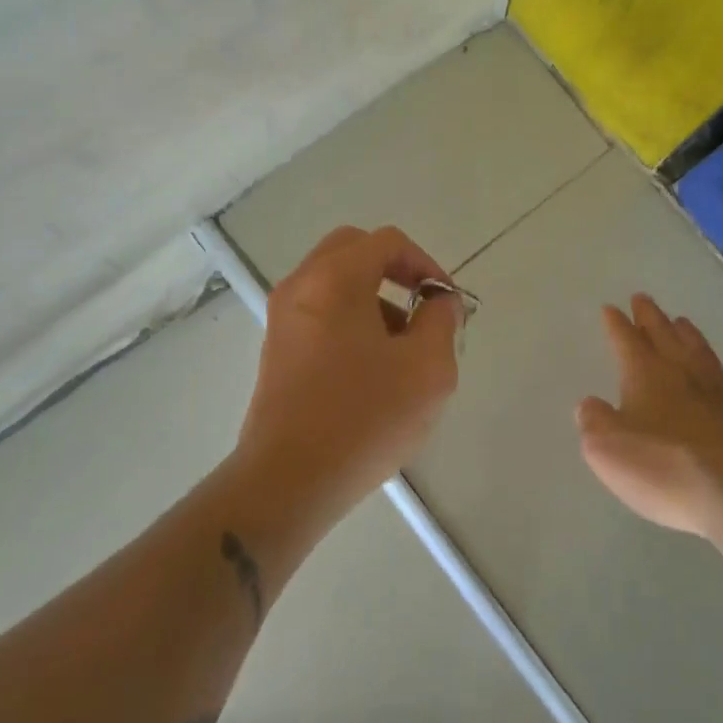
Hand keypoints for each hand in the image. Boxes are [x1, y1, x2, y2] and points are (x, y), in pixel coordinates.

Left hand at [239, 226, 461, 511]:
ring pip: (334, 283)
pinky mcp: (277, 349)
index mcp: (336, 279)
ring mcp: (283, 318)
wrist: (289, 480)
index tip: (445, 303)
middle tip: (421, 310)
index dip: (426, 264)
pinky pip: (319, 312)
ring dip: (373, 298)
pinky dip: (349, 320)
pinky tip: (370, 370)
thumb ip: (442, 321)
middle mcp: (302, 286)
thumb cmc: (364, 417)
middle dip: (394, 271)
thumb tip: (440, 302)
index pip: (388, 242)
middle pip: (354, 251)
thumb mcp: (428, 368)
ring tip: (401, 350)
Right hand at [577, 294, 722, 539]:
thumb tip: (590, 404)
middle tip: (642, 299)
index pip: (626, 340)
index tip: (611, 308)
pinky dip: (710, 362)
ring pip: (696, 349)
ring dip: (684, 333)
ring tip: (680, 321)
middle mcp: (681, 372)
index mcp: (645, 374)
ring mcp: (716, 391)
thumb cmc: (665, 466)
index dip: (617, 325)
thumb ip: (595, 422)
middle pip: (663, 334)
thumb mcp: (608, 449)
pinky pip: (720, 375)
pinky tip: (712, 371)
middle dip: (650, 317)